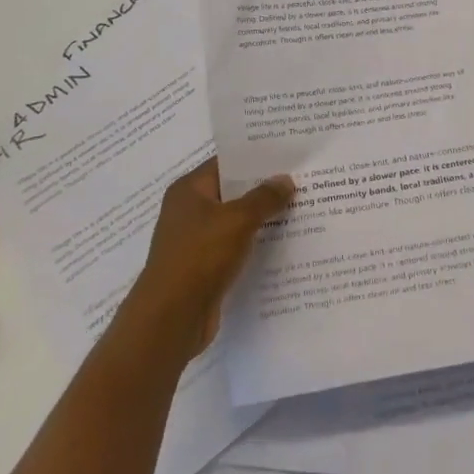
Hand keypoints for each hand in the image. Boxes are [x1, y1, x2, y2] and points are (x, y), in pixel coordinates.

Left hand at [130, 158, 294, 356]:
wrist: (171, 318)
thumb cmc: (200, 257)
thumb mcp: (237, 220)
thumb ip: (264, 198)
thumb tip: (285, 180)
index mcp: (189, 190)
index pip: (226, 163)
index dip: (256, 158)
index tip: (288, 155)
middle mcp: (189, 211)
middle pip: (232, 192)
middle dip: (264, 189)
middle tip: (302, 180)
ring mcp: (195, 241)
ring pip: (235, 222)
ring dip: (262, 219)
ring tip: (300, 209)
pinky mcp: (204, 267)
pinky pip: (235, 247)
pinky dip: (255, 244)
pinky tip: (284, 244)